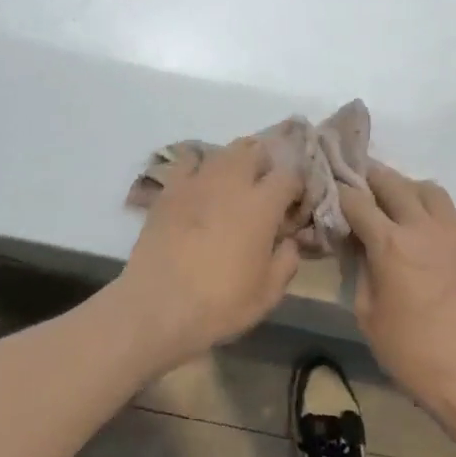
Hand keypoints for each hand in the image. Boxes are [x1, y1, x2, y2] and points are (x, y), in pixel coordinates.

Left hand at [116, 138, 303, 370]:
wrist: (159, 305)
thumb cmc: (220, 303)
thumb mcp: (268, 293)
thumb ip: (286, 260)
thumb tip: (288, 240)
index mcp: (262, 204)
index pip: (289, 175)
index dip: (296, 187)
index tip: (293, 205)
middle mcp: (232, 182)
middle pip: (255, 151)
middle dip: (265, 165)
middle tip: (264, 190)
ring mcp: (197, 181)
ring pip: (223, 151)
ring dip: (235, 161)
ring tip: (234, 183)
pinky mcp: (170, 188)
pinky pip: (189, 160)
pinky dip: (200, 165)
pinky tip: (200, 182)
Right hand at [340, 162, 455, 432]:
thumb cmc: (411, 352)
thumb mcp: (367, 313)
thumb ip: (360, 269)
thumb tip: (357, 244)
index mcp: (391, 244)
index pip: (357, 201)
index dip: (340, 192)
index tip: (331, 190)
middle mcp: (423, 227)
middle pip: (393, 183)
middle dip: (372, 178)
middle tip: (360, 183)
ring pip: (429, 190)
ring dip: (407, 189)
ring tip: (398, 203)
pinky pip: (452, 215)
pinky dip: (433, 214)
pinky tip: (427, 235)